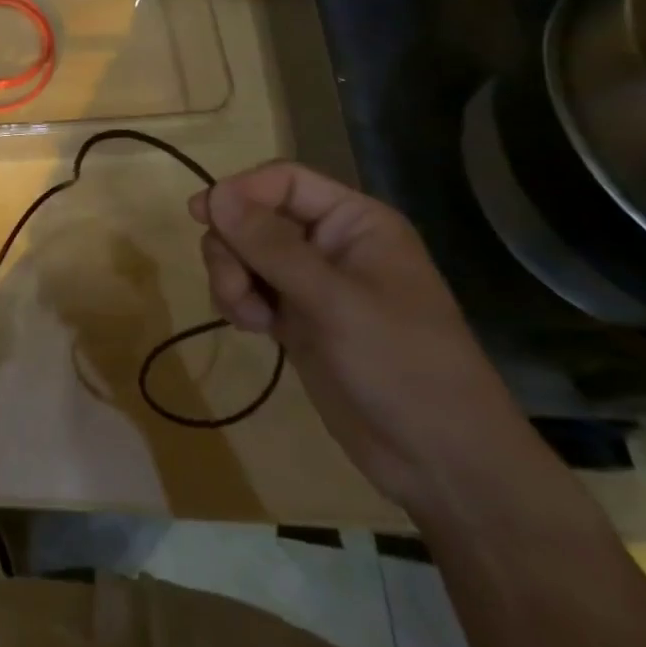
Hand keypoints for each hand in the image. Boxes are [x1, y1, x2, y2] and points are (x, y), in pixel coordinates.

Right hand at [192, 162, 543, 514]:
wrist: (444, 465)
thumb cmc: (402, 366)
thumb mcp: (335, 302)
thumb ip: (271, 246)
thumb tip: (214, 193)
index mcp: (355, 221)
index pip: (284, 181)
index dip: (241, 191)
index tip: (201, 215)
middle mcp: (331, 243)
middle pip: (256, 216)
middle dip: (233, 246)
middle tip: (233, 286)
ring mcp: (313, 283)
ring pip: (245, 252)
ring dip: (232, 277)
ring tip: (248, 316)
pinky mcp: (298, 319)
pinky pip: (250, 288)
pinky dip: (240, 301)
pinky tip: (254, 329)